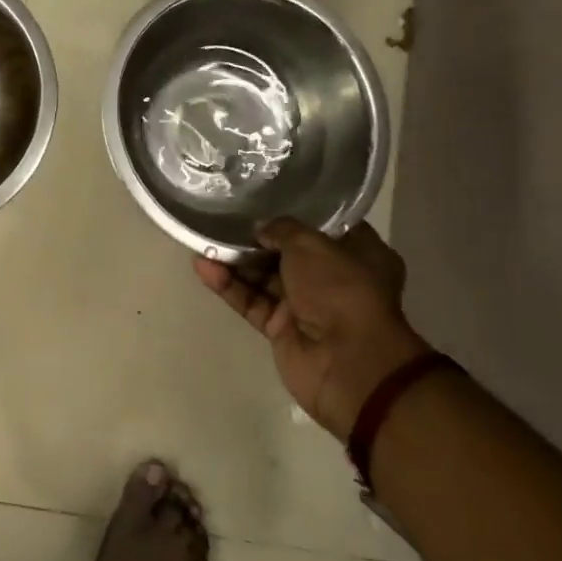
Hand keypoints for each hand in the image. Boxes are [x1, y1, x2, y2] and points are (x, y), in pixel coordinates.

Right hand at [194, 219, 429, 438]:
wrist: (347, 364)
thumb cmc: (340, 290)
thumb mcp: (311, 244)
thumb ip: (282, 229)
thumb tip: (261, 229)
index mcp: (358, 254)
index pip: (325, 226)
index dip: (296, 212)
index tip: (265, 197)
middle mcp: (333, 278)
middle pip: (288, 252)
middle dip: (257, 238)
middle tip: (224, 217)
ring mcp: (306, 305)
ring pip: (264, 276)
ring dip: (236, 261)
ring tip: (204, 240)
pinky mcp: (281, 328)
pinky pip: (251, 301)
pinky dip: (229, 285)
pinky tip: (203, 267)